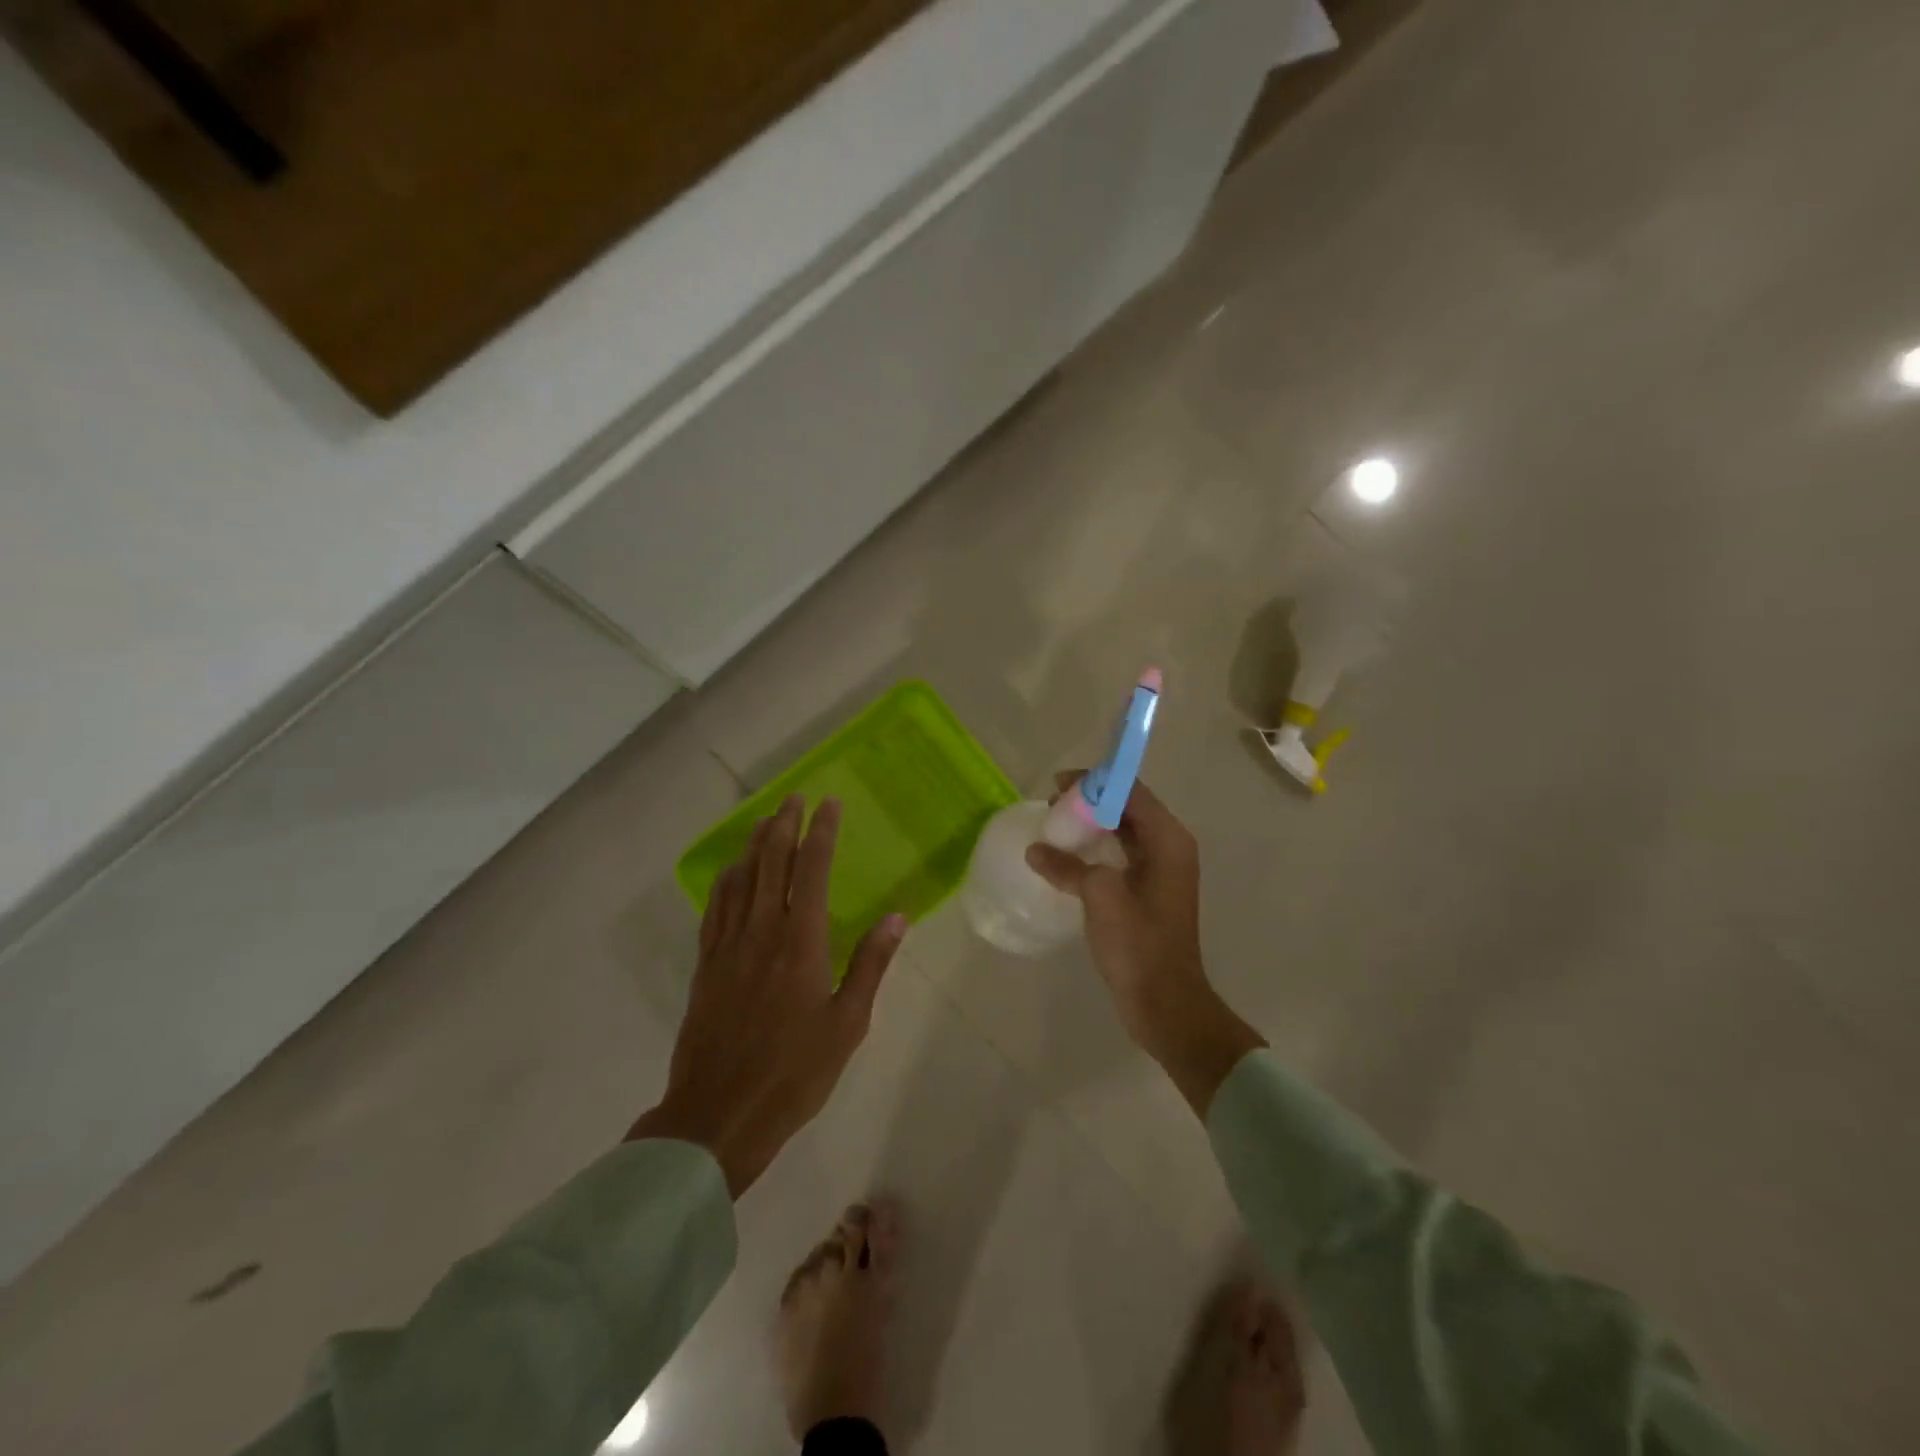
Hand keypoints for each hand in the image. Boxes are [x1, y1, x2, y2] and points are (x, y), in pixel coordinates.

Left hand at [627, 795, 905, 1195]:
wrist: (718, 1115)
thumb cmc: (795, 1073)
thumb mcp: (847, 1024)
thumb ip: (870, 965)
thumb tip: (896, 917)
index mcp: (801, 942)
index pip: (812, 870)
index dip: (821, 832)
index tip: (829, 804)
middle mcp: (762, 932)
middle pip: (771, 863)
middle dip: (784, 825)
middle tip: (794, 798)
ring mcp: (728, 946)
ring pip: (741, 879)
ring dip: (754, 845)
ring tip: (766, 820)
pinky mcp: (706, 965)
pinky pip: (716, 908)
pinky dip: (726, 880)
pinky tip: (731, 871)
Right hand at [1026, 776, 1264, 1115]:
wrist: (1164, 1001)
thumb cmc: (1138, 943)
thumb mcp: (1100, 896)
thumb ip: (1067, 866)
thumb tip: (1036, 850)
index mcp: (1168, 840)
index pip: (1131, 791)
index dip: (1095, 782)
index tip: (1057, 785)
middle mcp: (1169, 847)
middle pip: (1127, 807)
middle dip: (1089, 802)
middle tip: (1051, 807)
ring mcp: (1160, 871)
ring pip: (1122, 832)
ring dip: (1090, 826)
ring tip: (1054, 828)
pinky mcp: (1148, 891)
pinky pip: (1119, 856)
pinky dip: (1095, 850)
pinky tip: (1067, 858)